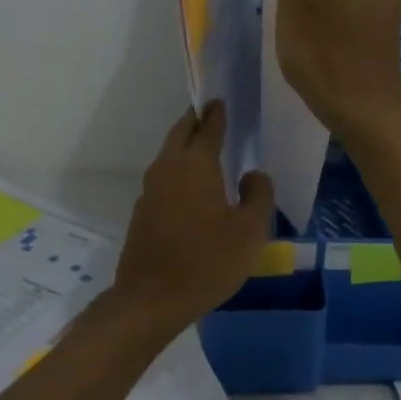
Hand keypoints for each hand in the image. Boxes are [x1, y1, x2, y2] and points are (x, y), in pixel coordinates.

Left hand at [111, 101, 275, 331]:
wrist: (151, 299)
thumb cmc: (207, 262)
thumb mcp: (249, 231)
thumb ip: (258, 195)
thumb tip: (253, 174)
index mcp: (196, 165)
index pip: (208, 126)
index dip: (218, 112)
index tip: (223, 100)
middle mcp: (168, 168)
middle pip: (181, 133)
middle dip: (196, 120)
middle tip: (213, 115)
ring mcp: (150, 190)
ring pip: (169, 154)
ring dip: (185, 144)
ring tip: (206, 147)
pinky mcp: (143, 211)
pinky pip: (163, 177)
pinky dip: (178, 169)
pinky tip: (193, 186)